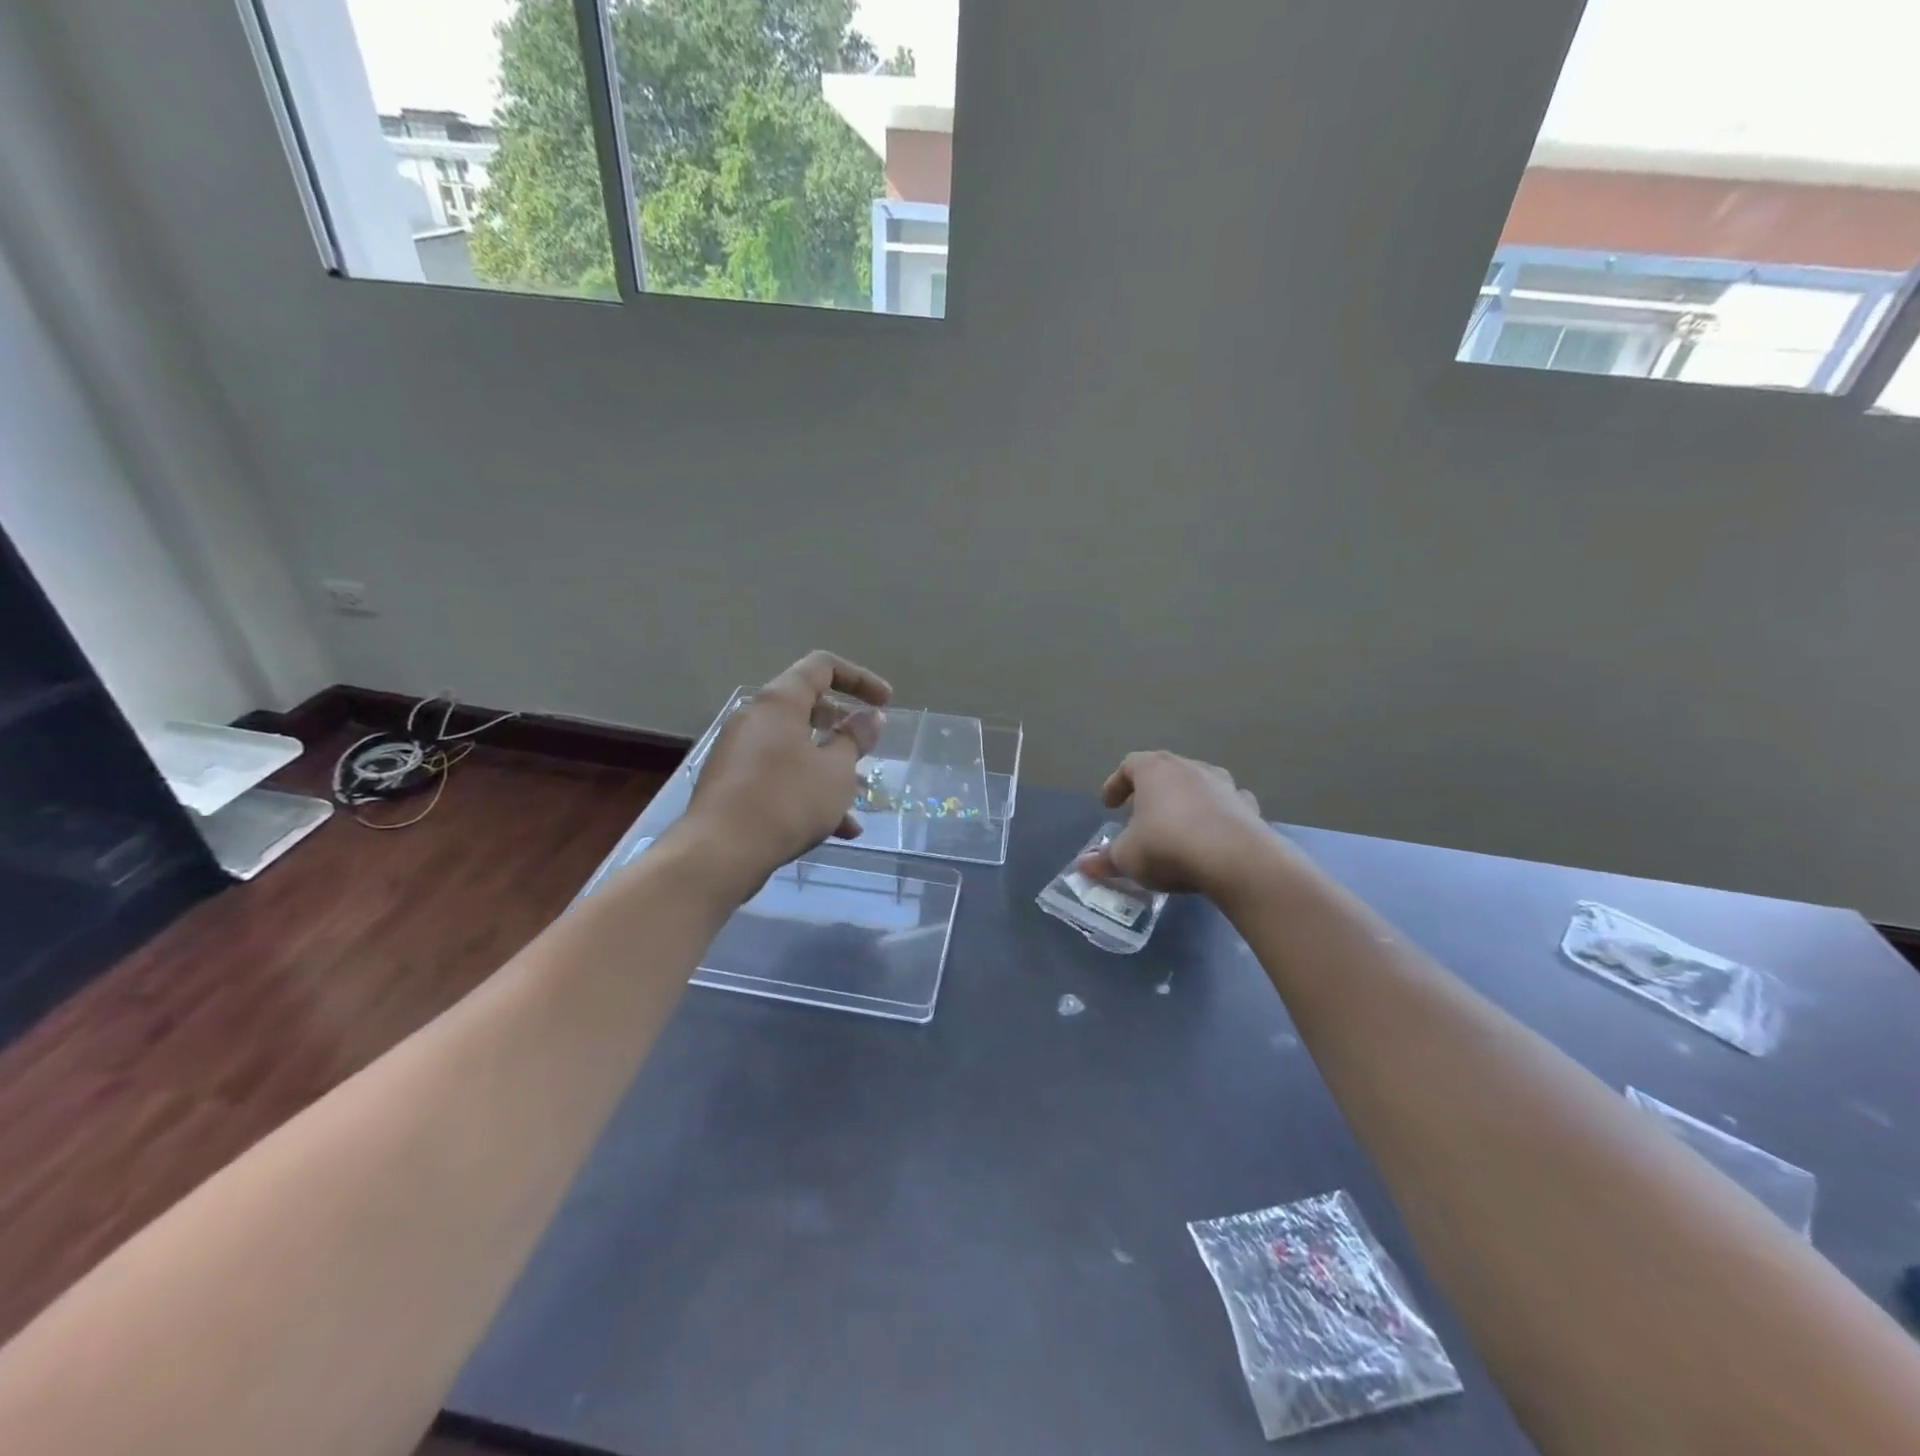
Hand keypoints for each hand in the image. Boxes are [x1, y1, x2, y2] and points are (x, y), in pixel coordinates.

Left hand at [680, 651, 891, 895]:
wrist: (720, 853)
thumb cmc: (787, 801)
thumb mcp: (836, 770)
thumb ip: (856, 739)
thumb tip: (871, 716)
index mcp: (779, 702)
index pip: (821, 667)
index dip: (859, 678)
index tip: (886, 703)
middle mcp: (755, 719)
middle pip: (806, 707)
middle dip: (843, 727)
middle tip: (867, 747)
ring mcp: (740, 753)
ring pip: (796, 748)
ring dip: (830, 767)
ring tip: (858, 797)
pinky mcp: (734, 785)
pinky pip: (779, 777)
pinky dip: (808, 792)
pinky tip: (838, 830)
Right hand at [1077, 751, 1272, 896]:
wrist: (1236, 861)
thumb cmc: (1168, 847)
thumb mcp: (1127, 857)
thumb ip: (1106, 859)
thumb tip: (1083, 865)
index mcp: (1154, 770)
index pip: (1129, 765)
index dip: (1116, 784)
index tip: (1109, 805)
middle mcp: (1190, 767)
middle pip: (1165, 770)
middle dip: (1151, 790)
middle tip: (1140, 813)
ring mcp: (1224, 784)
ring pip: (1198, 784)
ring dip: (1185, 799)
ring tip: (1177, 824)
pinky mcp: (1249, 807)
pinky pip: (1227, 805)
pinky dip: (1216, 815)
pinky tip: (1213, 836)